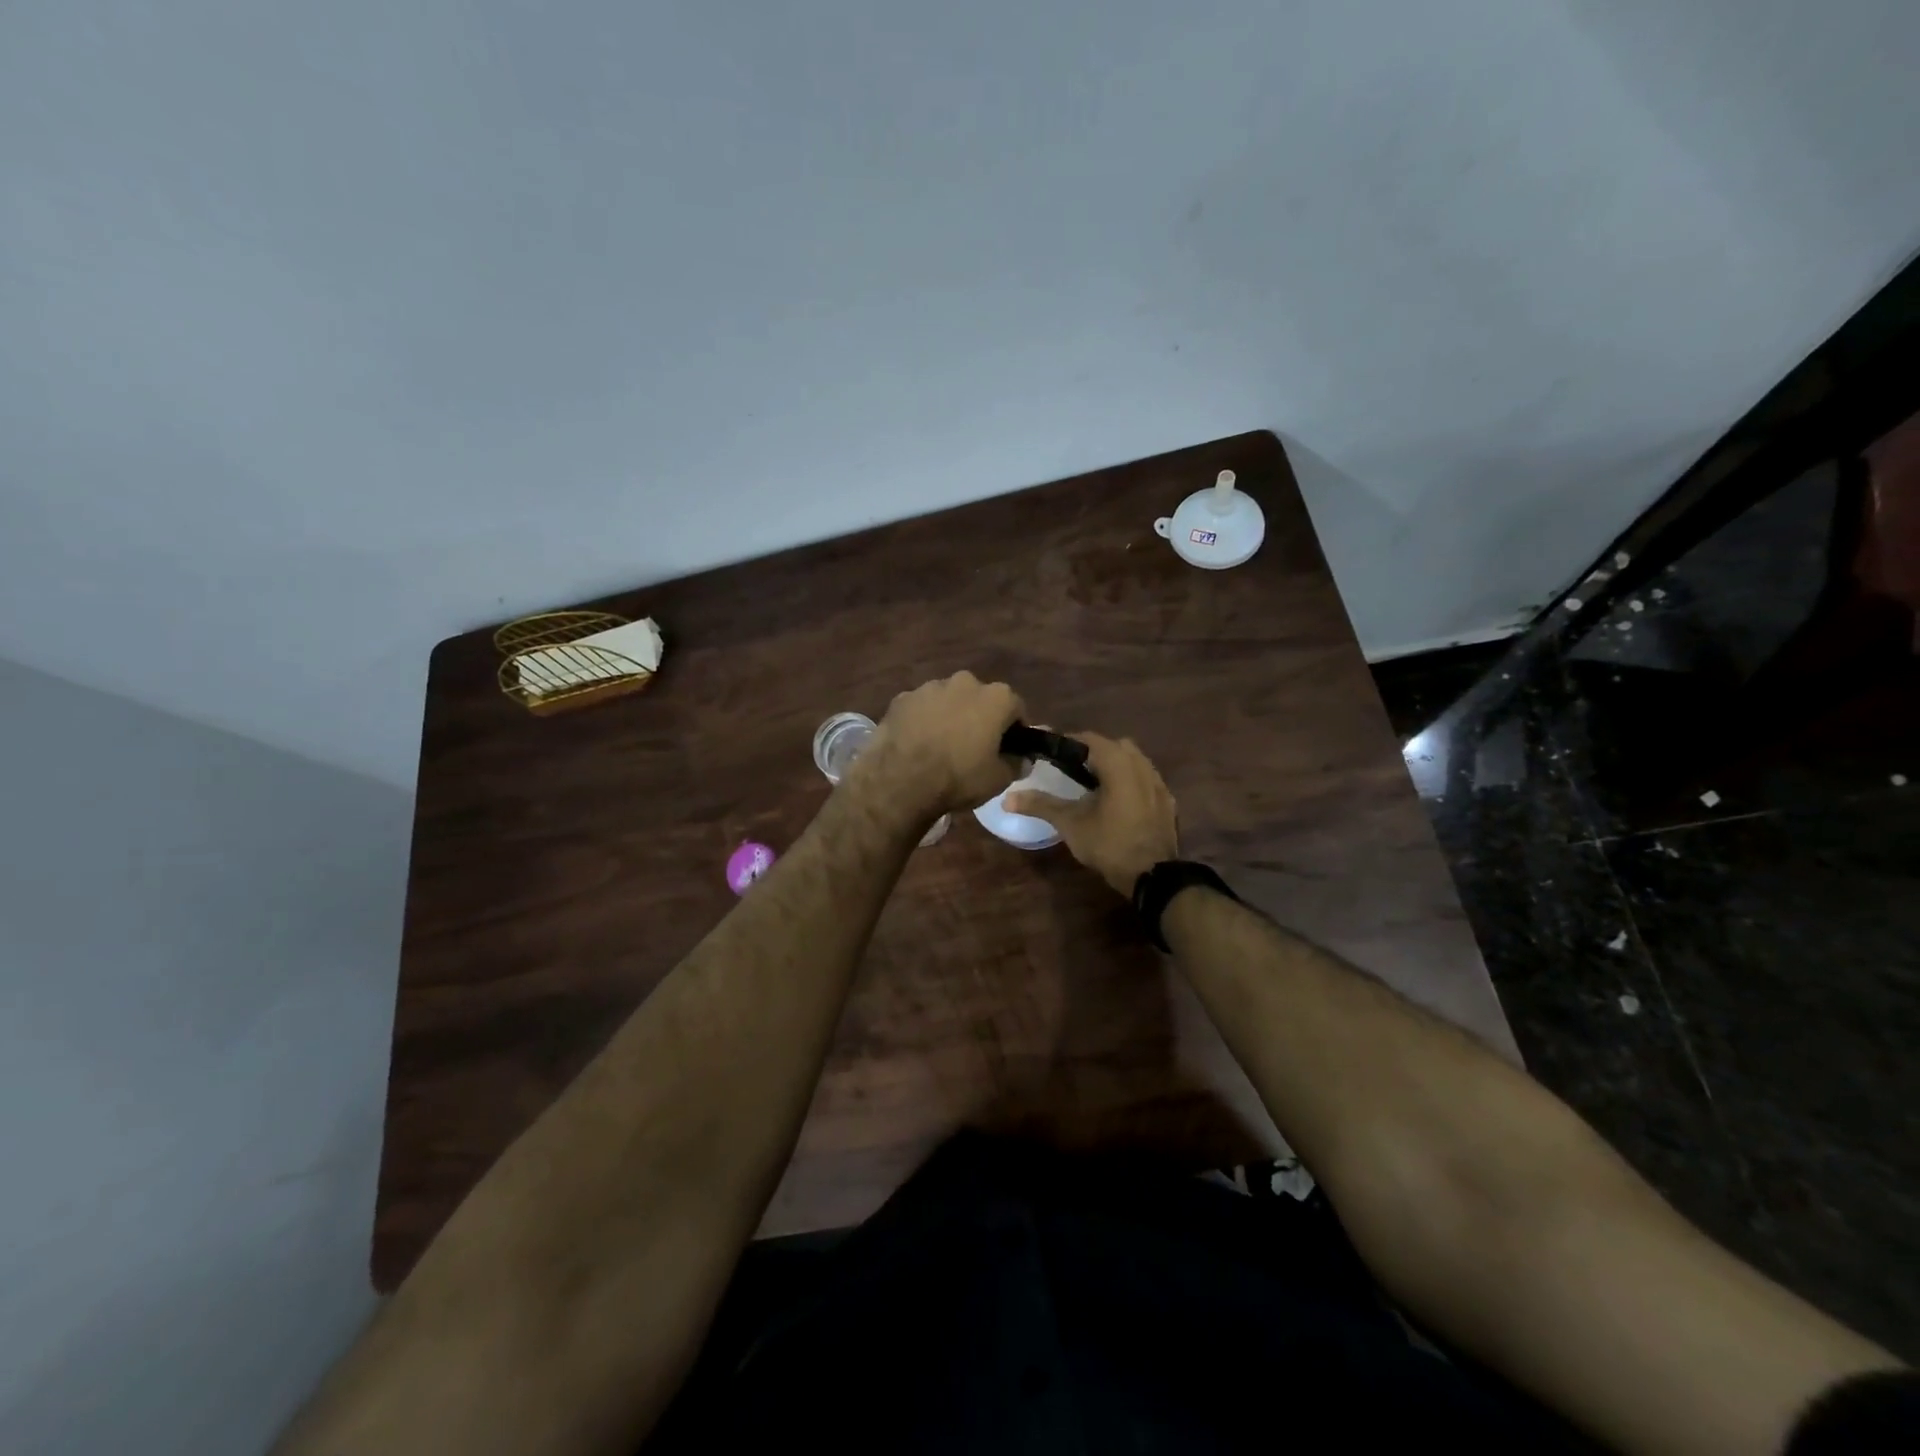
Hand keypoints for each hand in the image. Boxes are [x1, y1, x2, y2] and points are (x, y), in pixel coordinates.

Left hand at [856, 671, 1025, 819]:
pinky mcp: (902, 698)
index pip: (1016, 708)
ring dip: (950, 716)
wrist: (900, 780)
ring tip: (942, 745)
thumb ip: (1016, 764)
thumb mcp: (998, 779)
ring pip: (948, 700)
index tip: (1009, 747)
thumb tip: (1022, 759)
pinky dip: (923, 720)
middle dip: (980, 717)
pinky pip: (921, 708)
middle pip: (980, 698)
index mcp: (996, 697)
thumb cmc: (959, 777)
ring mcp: (930, 687)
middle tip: (974, 746)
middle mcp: (965, 682)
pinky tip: (917, 743)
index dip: (1015, 729)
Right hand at [1005, 732, 1176, 894]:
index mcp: (1118, 763)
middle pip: (1114, 746)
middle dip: (1093, 752)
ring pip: (1134, 761)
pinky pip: (1146, 780)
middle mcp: (1142, 765)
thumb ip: (1041, 805)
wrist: (1153, 876)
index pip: (1089, 738)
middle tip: (1071, 770)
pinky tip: (1119, 802)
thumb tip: (1006, 798)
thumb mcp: (1070, 824)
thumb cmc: (1109, 843)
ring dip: (1114, 766)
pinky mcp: (1168, 802)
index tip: (1050, 754)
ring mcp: (1159, 783)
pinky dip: (1131, 783)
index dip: (1067, 742)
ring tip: (1094, 786)